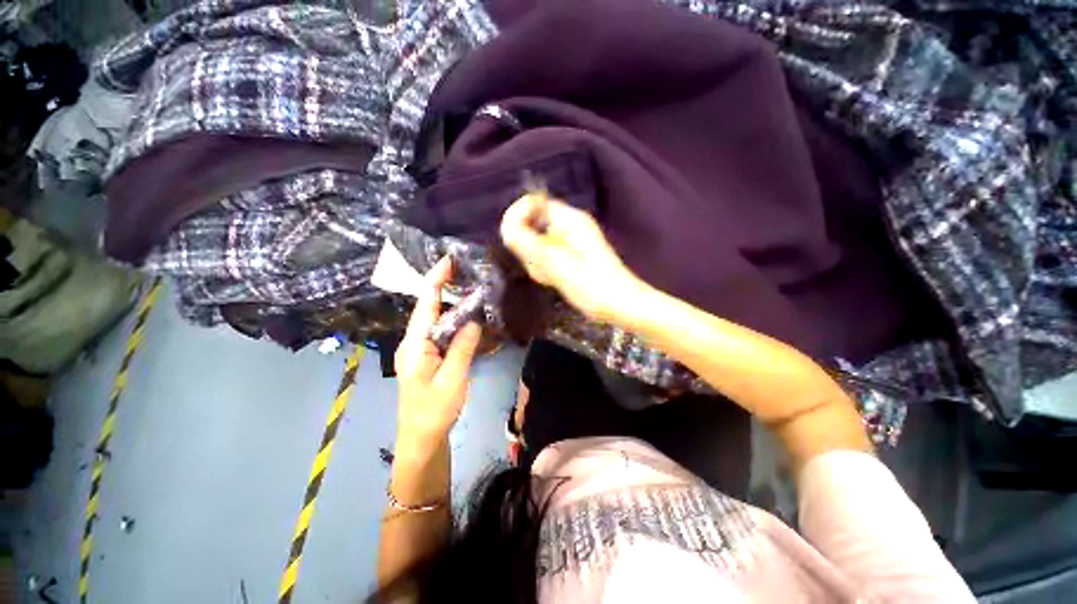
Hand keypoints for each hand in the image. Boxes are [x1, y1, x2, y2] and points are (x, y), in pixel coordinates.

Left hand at [394, 257, 481, 444]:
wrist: (421, 439)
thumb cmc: (434, 411)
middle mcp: (413, 342)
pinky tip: (466, 317)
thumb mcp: (452, 379)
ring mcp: (419, 350)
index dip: (436, 280)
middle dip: (444, 286)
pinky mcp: (427, 357)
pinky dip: (453, 321)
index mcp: (415, 345)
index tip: (448, 260)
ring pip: (435, 320)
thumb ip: (462, 348)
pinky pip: (440, 332)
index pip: (425, 305)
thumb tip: (474, 320)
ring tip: (468, 287)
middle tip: (465, 270)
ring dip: (450, 303)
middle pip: (428, 308)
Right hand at [500, 194, 646, 323]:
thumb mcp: (555, 263)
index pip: (532, 201)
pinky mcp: (571, 256)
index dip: (518, 216)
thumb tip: (507, 227)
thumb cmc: (591, 284)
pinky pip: (547, 256)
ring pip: (537, 243)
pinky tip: (555, 280)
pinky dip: (545, 268)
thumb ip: (528, 243)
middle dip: (528, 246)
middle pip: (532, 224)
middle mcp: (570, 225)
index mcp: (569, 219)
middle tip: (541, 267)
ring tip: (551, 277)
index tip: (515, 241)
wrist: (619, 305)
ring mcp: (571, 241)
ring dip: (537, 261)